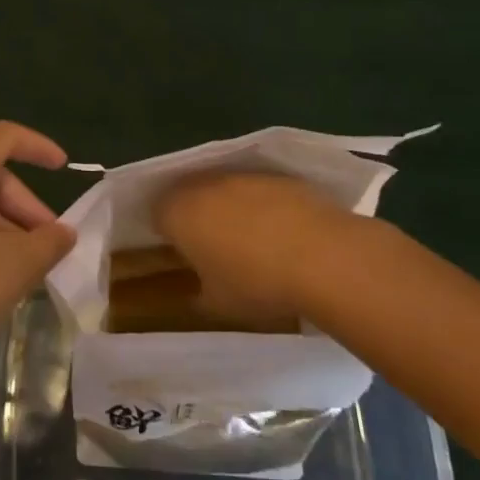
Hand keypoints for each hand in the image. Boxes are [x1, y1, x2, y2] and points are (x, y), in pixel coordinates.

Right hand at [152, 171, 360, 320]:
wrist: (323, 257)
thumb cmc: (257, 283)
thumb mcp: (217, 305)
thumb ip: (197, 294)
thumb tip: (196, 292)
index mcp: (177, 212)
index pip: (157, 214)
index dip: (167, 234)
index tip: (182, 256)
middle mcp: (203, 184)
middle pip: (187, 194)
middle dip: (194, 216)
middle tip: (211, 248)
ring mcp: (241, 175)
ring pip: (223, 189)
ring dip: (228, 208)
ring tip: (250, 241)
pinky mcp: (276, 175)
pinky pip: (256, 189)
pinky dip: (261, 205)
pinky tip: (280, 233)